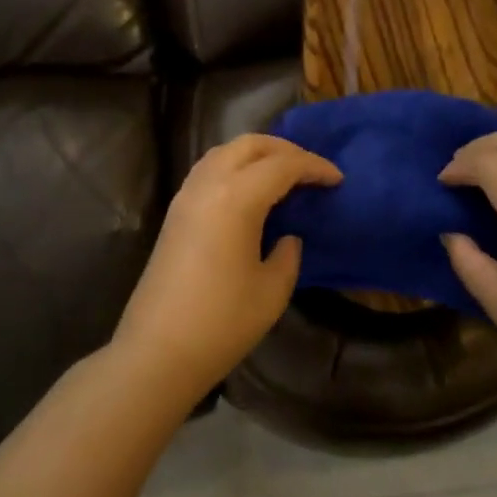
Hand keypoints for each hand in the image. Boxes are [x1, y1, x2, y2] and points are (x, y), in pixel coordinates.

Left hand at [114, 134, 341, 397]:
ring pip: (224, 152)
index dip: (314, 167)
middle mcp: (207, 185)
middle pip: (249, 145)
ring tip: (282, 176)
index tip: (337, 179)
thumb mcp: (272, 290)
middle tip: (311, 170)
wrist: (158, 351)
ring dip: (256, 154)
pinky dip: (234, 167)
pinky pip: (208, 171)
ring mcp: (185, 197)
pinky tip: (249, 193)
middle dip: (284, 149)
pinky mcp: (174, 214)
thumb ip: (288, 254)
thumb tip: (287, 237)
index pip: (282, 166)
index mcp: (236, 198)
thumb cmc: (222, 323)